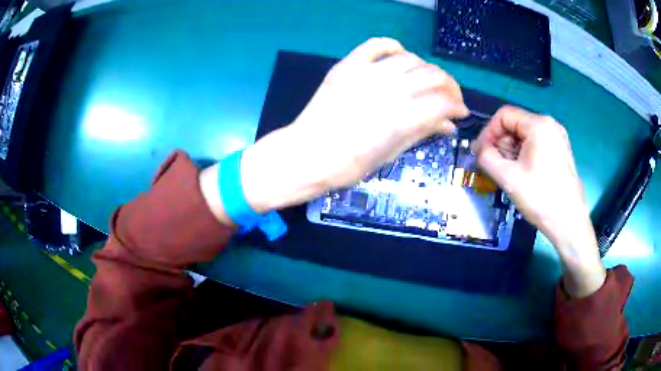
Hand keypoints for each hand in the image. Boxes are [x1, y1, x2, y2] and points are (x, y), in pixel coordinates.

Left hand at [239, 38, 468, 212]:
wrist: (307, 154)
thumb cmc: (348, 165)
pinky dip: (393, 47)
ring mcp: (367, 74)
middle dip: (450, 87)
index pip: (444, 102)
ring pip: (411, 60)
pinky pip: (377, 45)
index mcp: (402, 118)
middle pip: (433, 77)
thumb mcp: (391, 154)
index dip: (458, 106)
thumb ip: (422, 133)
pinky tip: (400, 55)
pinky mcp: (348, 66)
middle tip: (450, 98)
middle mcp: (389, 90)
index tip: (459, 113)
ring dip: (427, 69)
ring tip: (428, 81)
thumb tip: (448, 124)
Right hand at [473, 106, 604, 297]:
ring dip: (511, 151)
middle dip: (500, 144)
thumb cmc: (540, 198)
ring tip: (507, 173)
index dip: (488, 132)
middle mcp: (550, 125)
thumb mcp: (508, 177)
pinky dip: (523, 155)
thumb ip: (486, 157)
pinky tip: (521, 174)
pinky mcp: (561, 151)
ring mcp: (558, 138)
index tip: (480, 153)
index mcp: (539, 124)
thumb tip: (478, 149)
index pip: (504, 115)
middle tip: (494, 166)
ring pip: (525, 136)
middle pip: (515, 124)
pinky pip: (536, 145)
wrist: (569, 223)